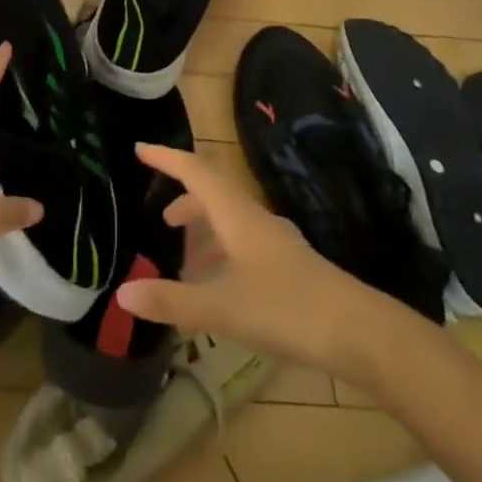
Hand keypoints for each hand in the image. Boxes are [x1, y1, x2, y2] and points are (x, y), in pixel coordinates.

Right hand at [113, 143, 391, 379]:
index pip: (196, 172)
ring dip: (206, 229)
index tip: (140, 149)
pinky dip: (224, 254)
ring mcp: (276, 242)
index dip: (167, 159)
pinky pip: (245, 244)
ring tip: (185, 258)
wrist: (358, 332)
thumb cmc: (286, 309)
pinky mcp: (289, 266)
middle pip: (214, 193)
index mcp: (237, 215)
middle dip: (185, 199)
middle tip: (160, 218)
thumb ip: (172, 301)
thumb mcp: (222, 308)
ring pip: (232, 220)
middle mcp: (255, 219)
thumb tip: (122, 294)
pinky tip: (220, 287)